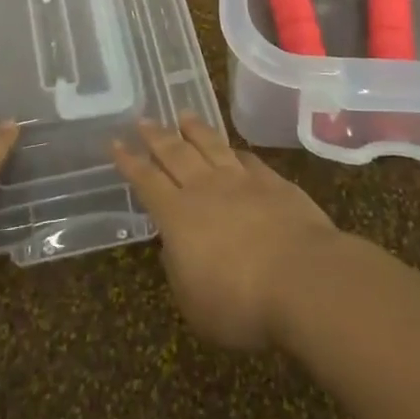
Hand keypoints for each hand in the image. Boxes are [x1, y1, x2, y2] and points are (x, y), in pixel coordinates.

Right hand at [113, 113, 339, 349]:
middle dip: (157, 136)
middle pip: (176, 153)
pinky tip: (234, 148)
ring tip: (183, 115)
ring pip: (211, 146)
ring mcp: (242, 181)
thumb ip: (179, 271)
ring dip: (195, 130)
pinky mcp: (274, 183)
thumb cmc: (240, 302)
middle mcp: (206, 189)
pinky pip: (248, 160)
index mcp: (178, 216)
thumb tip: (173, 246)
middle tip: (143, 119)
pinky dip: (236, 151)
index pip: (147, 181)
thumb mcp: (194, 303)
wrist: (303, 278)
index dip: (129, 162)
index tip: (116, 142)